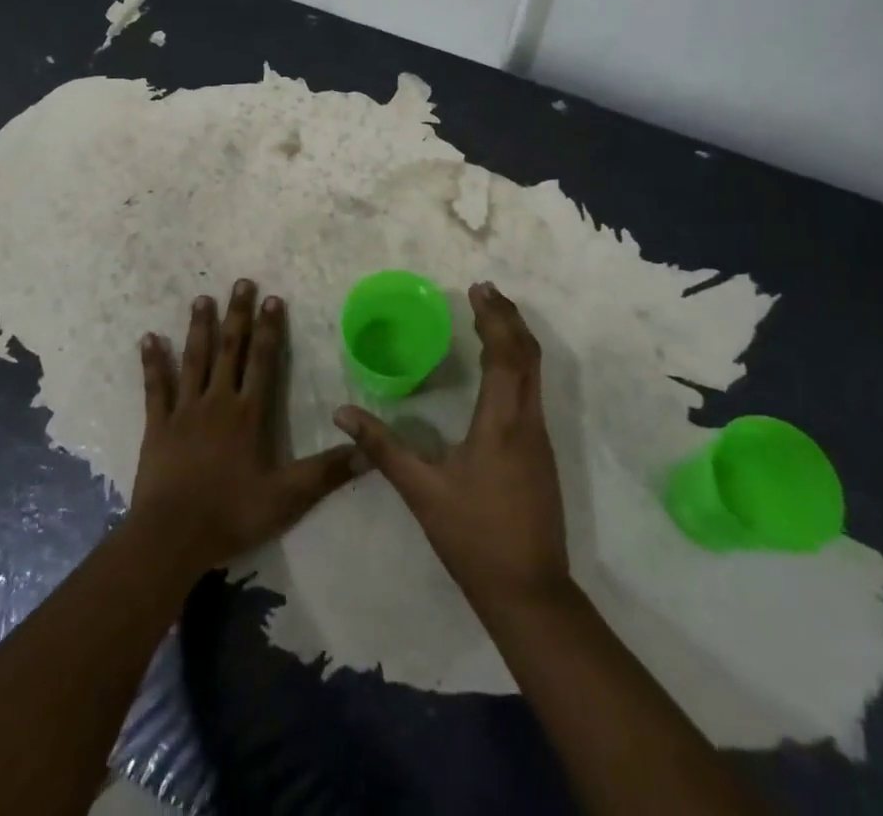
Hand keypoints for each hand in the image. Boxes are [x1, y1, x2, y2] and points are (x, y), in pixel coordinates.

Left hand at [127, 280, 360, 574]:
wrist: (171, 537)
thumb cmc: (230, 514)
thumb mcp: (286, 498)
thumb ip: (325, 473)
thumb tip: (366, 452)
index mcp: (248, 414)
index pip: (262, 361)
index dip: (269, 329)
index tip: (272, 298)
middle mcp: (217, 402)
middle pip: (229, 349)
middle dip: (237, 314)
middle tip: (240, 282)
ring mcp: (184, 411)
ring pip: (193, 359)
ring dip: (198, 327)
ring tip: (202, 298)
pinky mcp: (157, 425)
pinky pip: (155, 387)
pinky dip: (153, 362)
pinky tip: (148, 338)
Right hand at [334, 282, 569, 614]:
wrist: (530, 593)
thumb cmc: (474, 538)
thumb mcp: (422, 491)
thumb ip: (382, 447)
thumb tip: (342, 413)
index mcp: (501, 422)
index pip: (504, 354)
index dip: (493, 318)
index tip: (477, 288)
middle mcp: (528, 420)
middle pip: (528, 354)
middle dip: (508, 317)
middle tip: (485, 291)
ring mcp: (540, 437)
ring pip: (535, 371)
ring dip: (516, 338)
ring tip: (492, 316)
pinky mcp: (541, 452)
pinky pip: (533, 389)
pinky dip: (519, 362)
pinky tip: (499, 367)